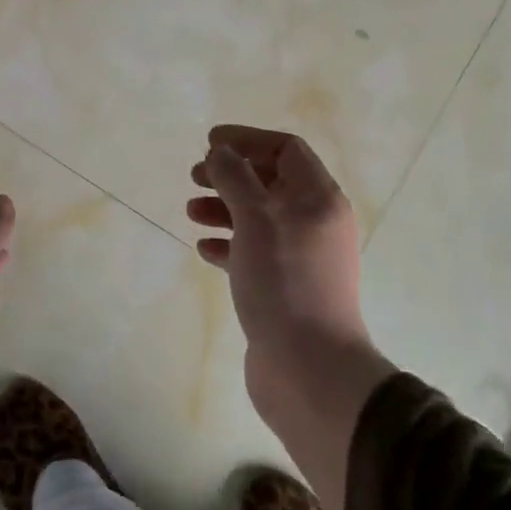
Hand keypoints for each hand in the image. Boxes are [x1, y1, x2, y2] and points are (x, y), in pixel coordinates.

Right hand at [189, 126, 394, 509]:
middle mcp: (316, 222)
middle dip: (231, 174)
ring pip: (259, 218)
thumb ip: (236, 178)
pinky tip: (204, 249)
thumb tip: (221, 150)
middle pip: (271, 182)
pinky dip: (229, 244)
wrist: (309, 369)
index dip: (248, 140)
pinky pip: (255, 252)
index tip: (209, 142)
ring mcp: (302, 257)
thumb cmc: (284, 281)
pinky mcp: (285, 287)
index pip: (286, 150)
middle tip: (195, 176)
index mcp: (319, 198)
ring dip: (225, 208)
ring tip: (191, 212)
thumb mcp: (256, 218)